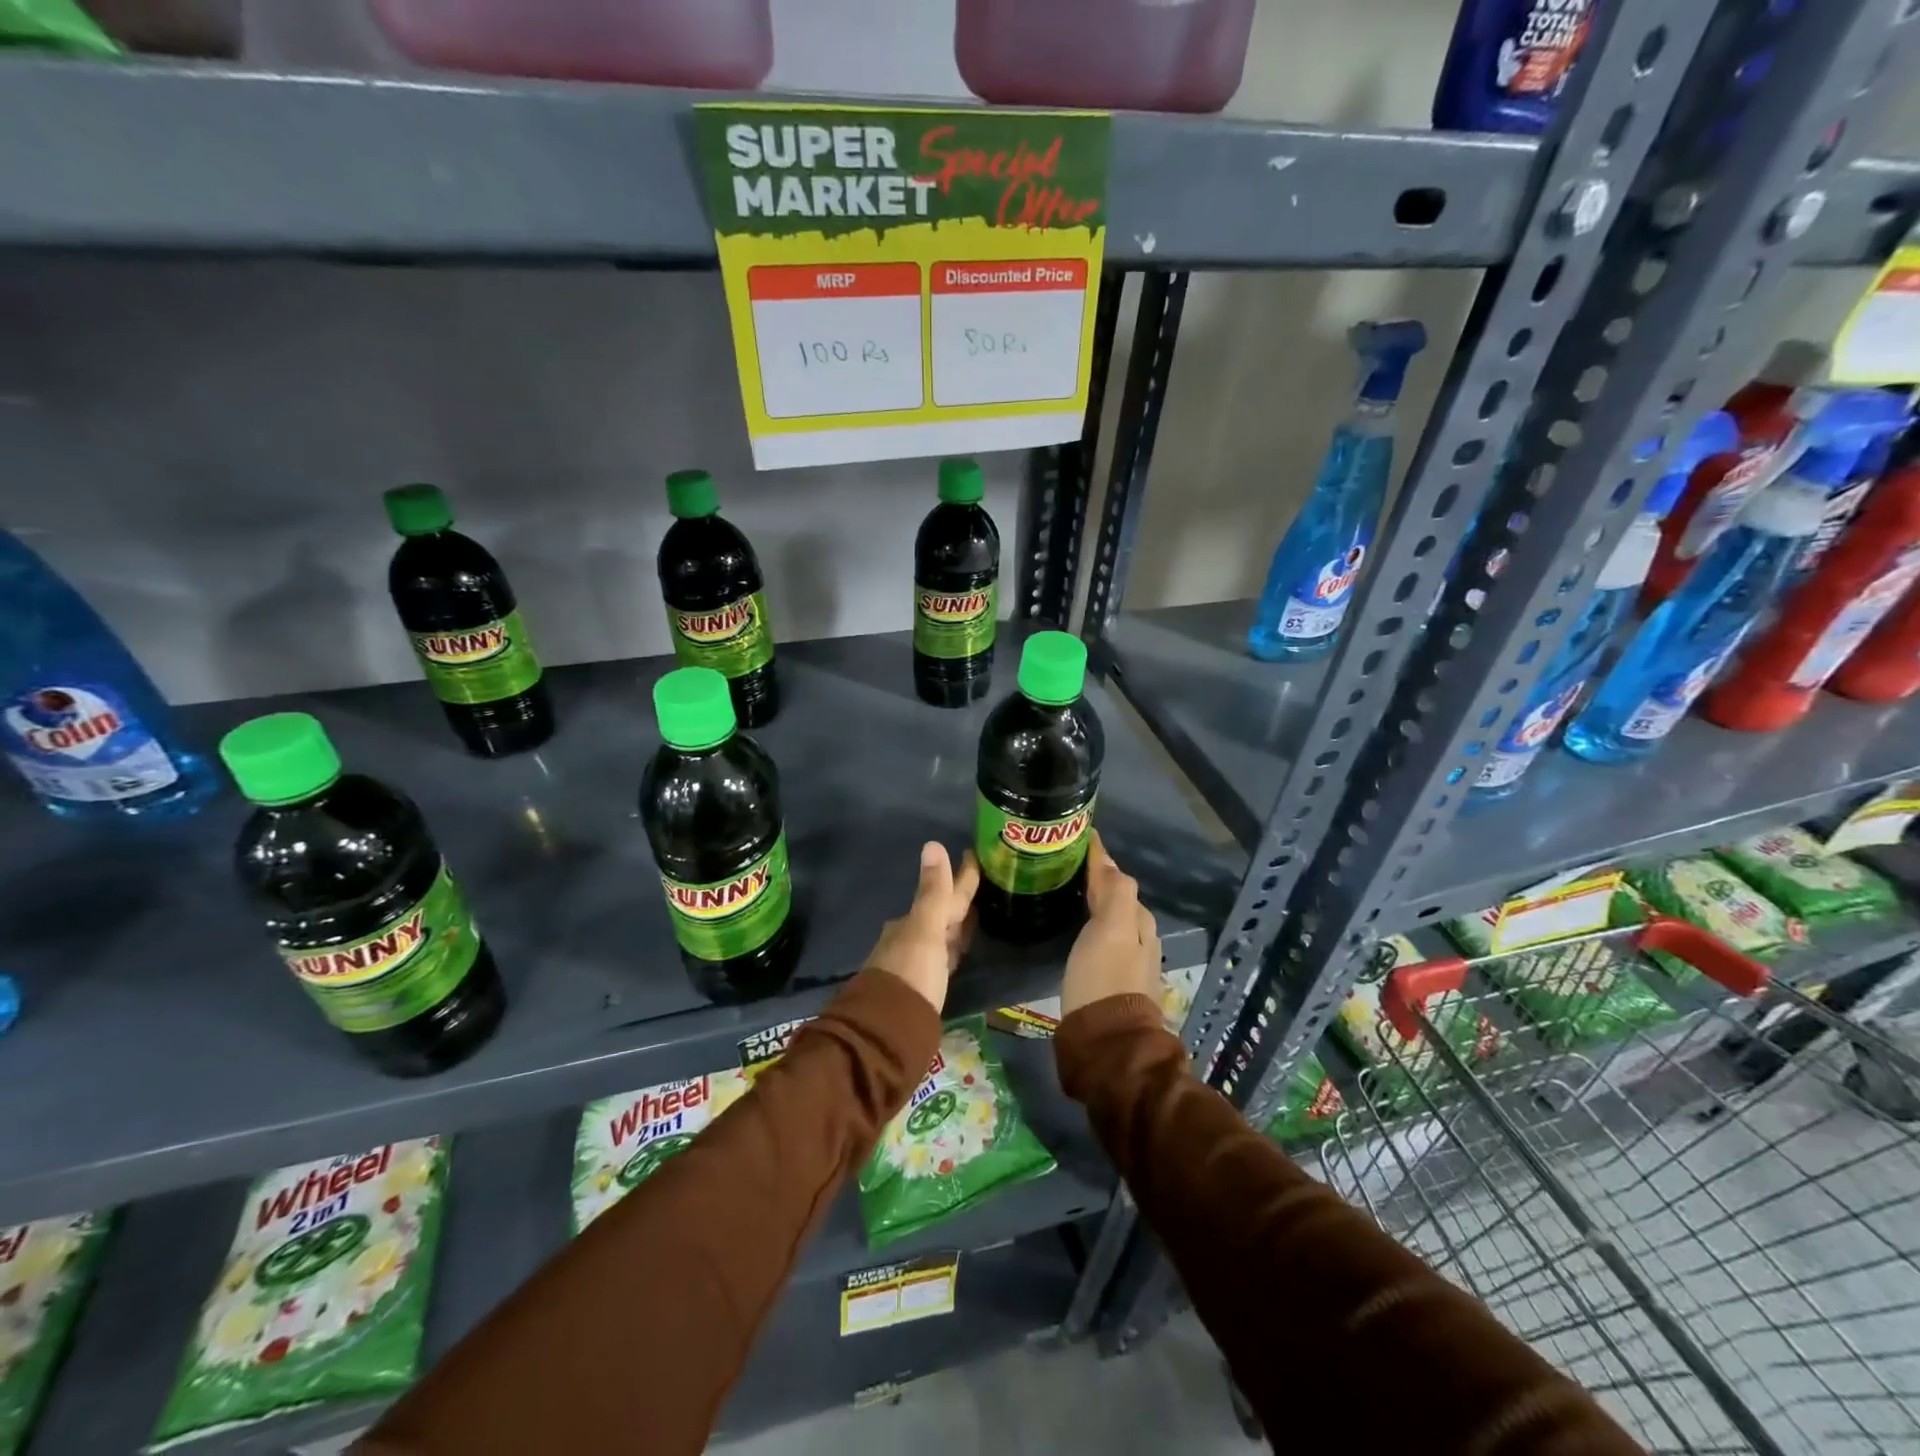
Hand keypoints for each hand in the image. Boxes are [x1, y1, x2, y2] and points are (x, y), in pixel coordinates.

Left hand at [865, 842, 979, 1012]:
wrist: (888, 1031)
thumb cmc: (910, 974)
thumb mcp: (925, 930)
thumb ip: (933, 892)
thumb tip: (932, 843)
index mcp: (911, 923)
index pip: (941, 894)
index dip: (961, 877)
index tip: (974, 856)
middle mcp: (910, 939)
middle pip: (940, 914)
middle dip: (959, 899)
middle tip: (984, 882)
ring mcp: (916, 964)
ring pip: (942, 935)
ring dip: (957, 923)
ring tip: (977, 911)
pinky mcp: (924, 988)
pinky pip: (943, 956)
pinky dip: (954, 947)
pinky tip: (960, 949)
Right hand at [1061, 833, 1160, 1016]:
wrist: (1107, 1042)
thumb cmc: (1104, 980)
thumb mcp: (1111, 929)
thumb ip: (1114, 892)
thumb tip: (1107, 858)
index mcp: (1139, 921)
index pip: (1118, 878)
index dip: (1098, 859)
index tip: (1076, 840)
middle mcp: (1141, 938)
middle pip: (1118, 898)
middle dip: (1096, 879)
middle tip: (1064, 865)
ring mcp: (1129, 962)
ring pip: (1112, 919)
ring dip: (1094, 902)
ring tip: (1066, 892)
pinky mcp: (1114, 981)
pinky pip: (1104, 938)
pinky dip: (1092, 924)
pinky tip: (1076, 928)